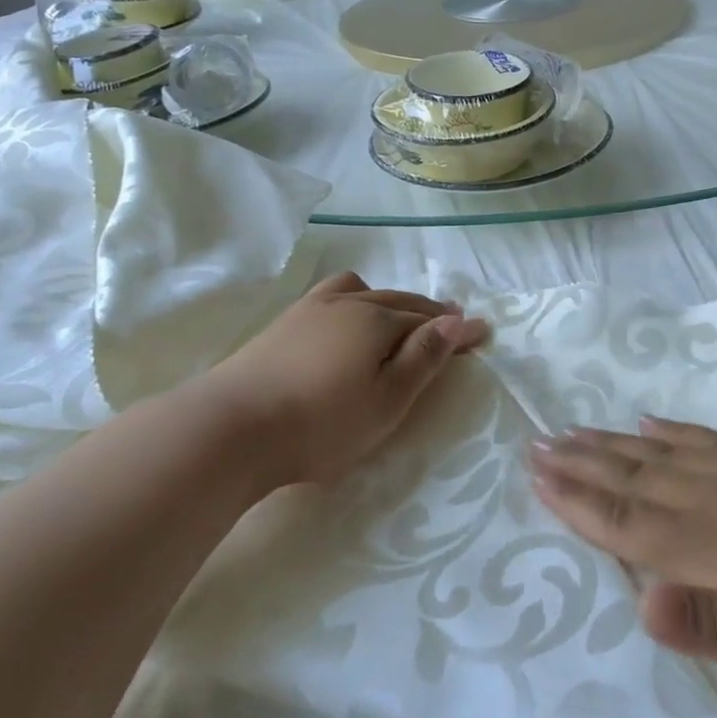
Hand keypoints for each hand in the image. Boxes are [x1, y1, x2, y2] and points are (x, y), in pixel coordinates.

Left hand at [201, 272, 488, 489]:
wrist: (232, 427)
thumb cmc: (322, 422)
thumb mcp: (387, 399)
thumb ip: (423, 358)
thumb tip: (455, 321)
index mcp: (377, 320)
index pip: (428, 320)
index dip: (457, 328)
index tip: (484, 331)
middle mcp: (346, 303)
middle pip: (397, 300)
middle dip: (427, 309)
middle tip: (450, 318)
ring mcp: (309, 309)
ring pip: (360, 291)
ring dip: (387, 299)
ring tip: (396, 313)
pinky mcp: (282, 323)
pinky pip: (331, 296)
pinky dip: (354, 301)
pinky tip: (344, 319)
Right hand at [528, 419, 716, 705]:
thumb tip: (640, 603)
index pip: (633, 525)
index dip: (580, 503)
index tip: (535, 476)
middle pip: (638, 479)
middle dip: (582, 464)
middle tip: (535, 441)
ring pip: (667, 454)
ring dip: (615, 443)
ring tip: (574, 428)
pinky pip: (714, 438)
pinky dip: (676, 429)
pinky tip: (654, 420)